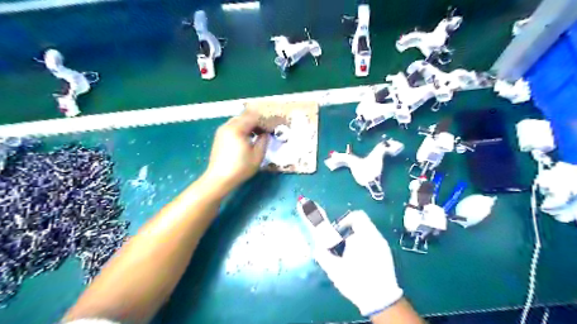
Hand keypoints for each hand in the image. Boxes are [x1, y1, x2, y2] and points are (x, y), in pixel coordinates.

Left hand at [204, 109, 269, 194]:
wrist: (219, 178)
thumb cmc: (240, 168)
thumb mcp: (257, 155)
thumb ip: (264, 140)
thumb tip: (266, 133)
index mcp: (237, 128)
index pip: (254, 117)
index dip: (264, 122)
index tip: (271, 130)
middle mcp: (228, 126)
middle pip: (245, 116)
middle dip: (256, 122)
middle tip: (265, 132)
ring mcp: (222, 130)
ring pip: (238, 120)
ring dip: (249, 125)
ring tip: (256, 136)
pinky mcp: (219, 136)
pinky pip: (232, 126)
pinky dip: (241, 128)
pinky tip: (246, 139)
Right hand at [313, 210, 401, 316]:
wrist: (380, 301)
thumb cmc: (356, 281)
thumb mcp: (335, 269)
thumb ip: (323, 254)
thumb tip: (316, 246)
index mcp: (365, 237)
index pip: (357, 216)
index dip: (344, 220)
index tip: (337, 232)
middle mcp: (376, 237)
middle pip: (360, 225)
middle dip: (347, 233)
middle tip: (339, 246)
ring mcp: (383, 245)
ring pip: (365, 234)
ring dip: (354, 240)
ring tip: (348, 256)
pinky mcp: (386, 254)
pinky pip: (371, 242)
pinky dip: (362, 246)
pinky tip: (358, 261)